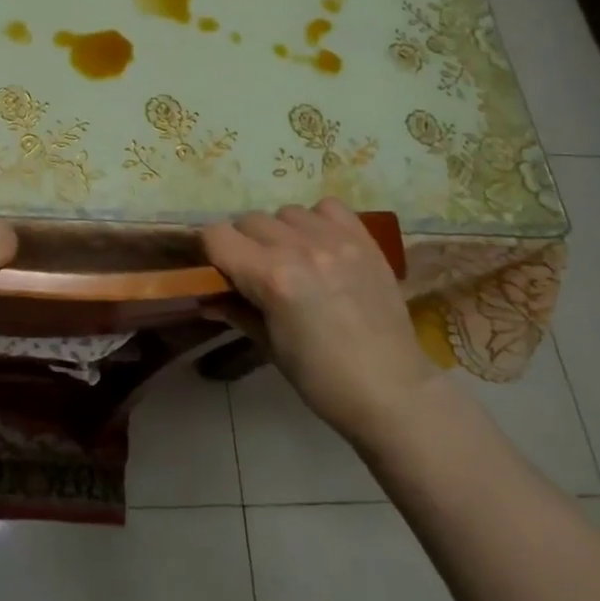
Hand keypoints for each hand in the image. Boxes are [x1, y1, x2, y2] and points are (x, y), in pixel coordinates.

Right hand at [201, 199, 434, 440]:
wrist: (394, 393)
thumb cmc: (322, 379)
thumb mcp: (270, 347)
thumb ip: (236, 311)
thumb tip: (205, 298)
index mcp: (272, 277)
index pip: (218, 235)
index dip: (211, 251)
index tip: (218, 270)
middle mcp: (301, 248)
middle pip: (250, 220)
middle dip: (244, 243)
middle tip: (257, 273)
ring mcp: (336, 240)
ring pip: (286, 212)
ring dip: (281, 232)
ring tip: (294, 260)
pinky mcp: (364, 240)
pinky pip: (328, 208)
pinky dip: (317, 221)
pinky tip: (322, 247)